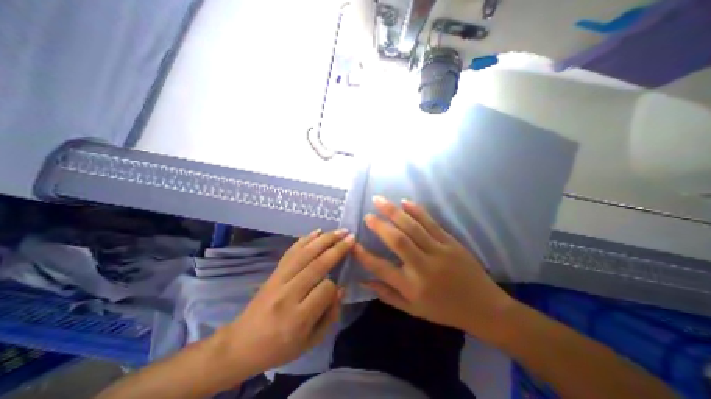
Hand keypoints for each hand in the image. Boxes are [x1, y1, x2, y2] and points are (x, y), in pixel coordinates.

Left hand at [222, 229, 354, 375]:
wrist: (242, 343)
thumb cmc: (280, 347)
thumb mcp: (311, 342)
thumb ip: (330, 316)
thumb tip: (340, 288)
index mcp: (298, 318)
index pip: (325, 289)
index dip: (335, 285)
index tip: (338, 285)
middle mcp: (288, 294)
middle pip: (317, 265)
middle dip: (337, 249)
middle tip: (351, 237)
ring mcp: (278, 279)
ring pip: (305, 254)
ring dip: (325, 239)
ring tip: (340, 231)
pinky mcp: (274, 272)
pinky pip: (291, 252)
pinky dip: (305, 239)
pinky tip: (317, 232)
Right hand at [354, 198, 517, 341]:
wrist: (484, 308)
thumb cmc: (444, 310)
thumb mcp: (413, 310)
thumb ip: (387, 294)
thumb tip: (364, 281)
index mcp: (413, 287)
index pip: (382, 268)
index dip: (365, 256)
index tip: (353, 244)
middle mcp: (424, 267)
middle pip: (398, 241)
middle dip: (380, 225)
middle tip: (368, 215)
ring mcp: (439, 252)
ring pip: (413, 227)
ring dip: (394, 211)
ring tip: (379, 200)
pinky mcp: (451, 243)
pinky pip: (431, 223)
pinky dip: (417, 211)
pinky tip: (405, 202)